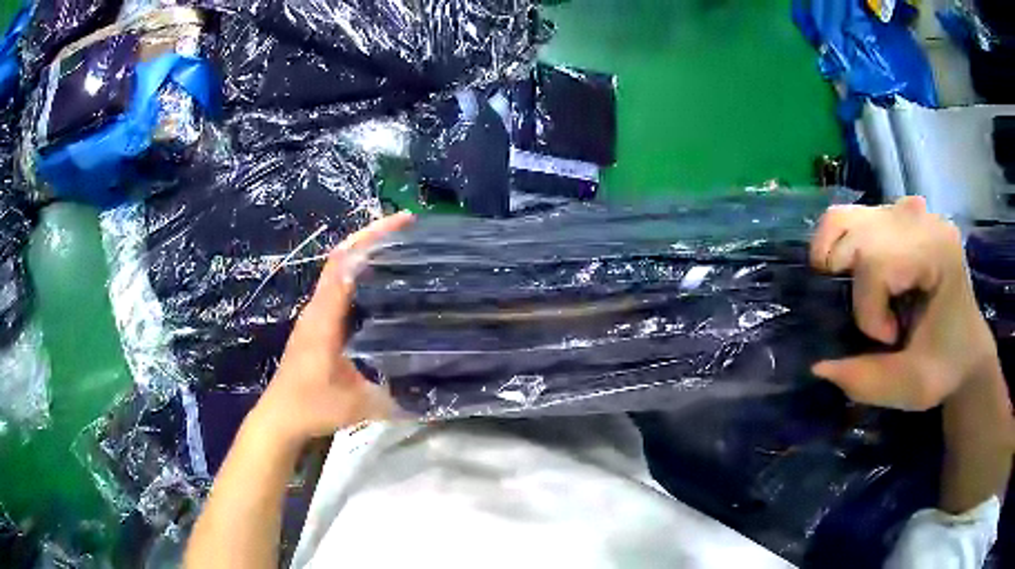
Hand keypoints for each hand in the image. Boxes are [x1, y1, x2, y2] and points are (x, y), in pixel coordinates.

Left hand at [246, 212, 413, 450]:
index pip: (345, 263)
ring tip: (402, 249)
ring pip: (340, 271)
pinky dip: (361, 275)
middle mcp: (318, 307)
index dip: (372, 237)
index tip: (404, 221)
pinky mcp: (318, 324)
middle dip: (373, 236)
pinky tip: (383, 285)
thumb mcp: (358, 405)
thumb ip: (395, 398)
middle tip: (409, 228)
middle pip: (342, 257)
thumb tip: (435, 390)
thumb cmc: (312, 406)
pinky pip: (340, 288)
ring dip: (366, 253)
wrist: (279, 416)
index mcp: (325, 317)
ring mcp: (316, 314)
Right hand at [809, 197, 996, 410]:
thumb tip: (819, 365)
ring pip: (842, 219)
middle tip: (862, 318)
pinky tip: (860, 278)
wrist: (967, 346)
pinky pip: (851, 220)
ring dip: (833, 262)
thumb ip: (867, 380)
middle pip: (852, 234)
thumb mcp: (912, 386)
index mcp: (936, 250)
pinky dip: (841, 250)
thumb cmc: (946, 366)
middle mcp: (919, 218)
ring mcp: (906, 210)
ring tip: (852, 295)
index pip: (876, 262)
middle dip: (845, 285)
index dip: (869, 311)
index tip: (890, 340)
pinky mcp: (895, 215)